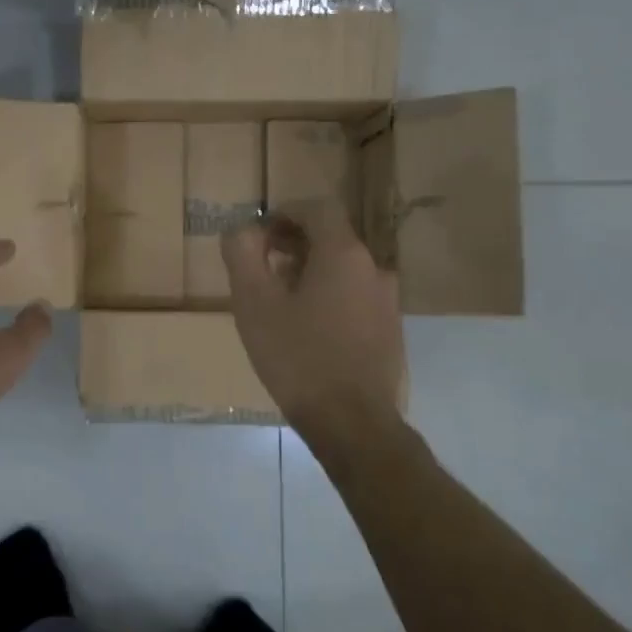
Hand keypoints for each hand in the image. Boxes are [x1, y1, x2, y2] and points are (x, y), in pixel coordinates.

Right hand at [221, 201, 402, 432]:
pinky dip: (328, 296)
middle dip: (293, 243)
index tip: (259, 233)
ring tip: (279, 301)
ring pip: (343, 269)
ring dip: (310, 271)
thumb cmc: (297, 357)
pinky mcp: (390, 330)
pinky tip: (306, 329)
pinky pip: (355, 296)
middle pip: (331, 237)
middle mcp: (374, 268)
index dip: (285, 212)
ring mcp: (387, 301)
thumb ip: (242, 254)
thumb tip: (242, 230)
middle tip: (261, 267)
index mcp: (344, 254)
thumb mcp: (254, 303)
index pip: (318, 208)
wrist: (351, 423)